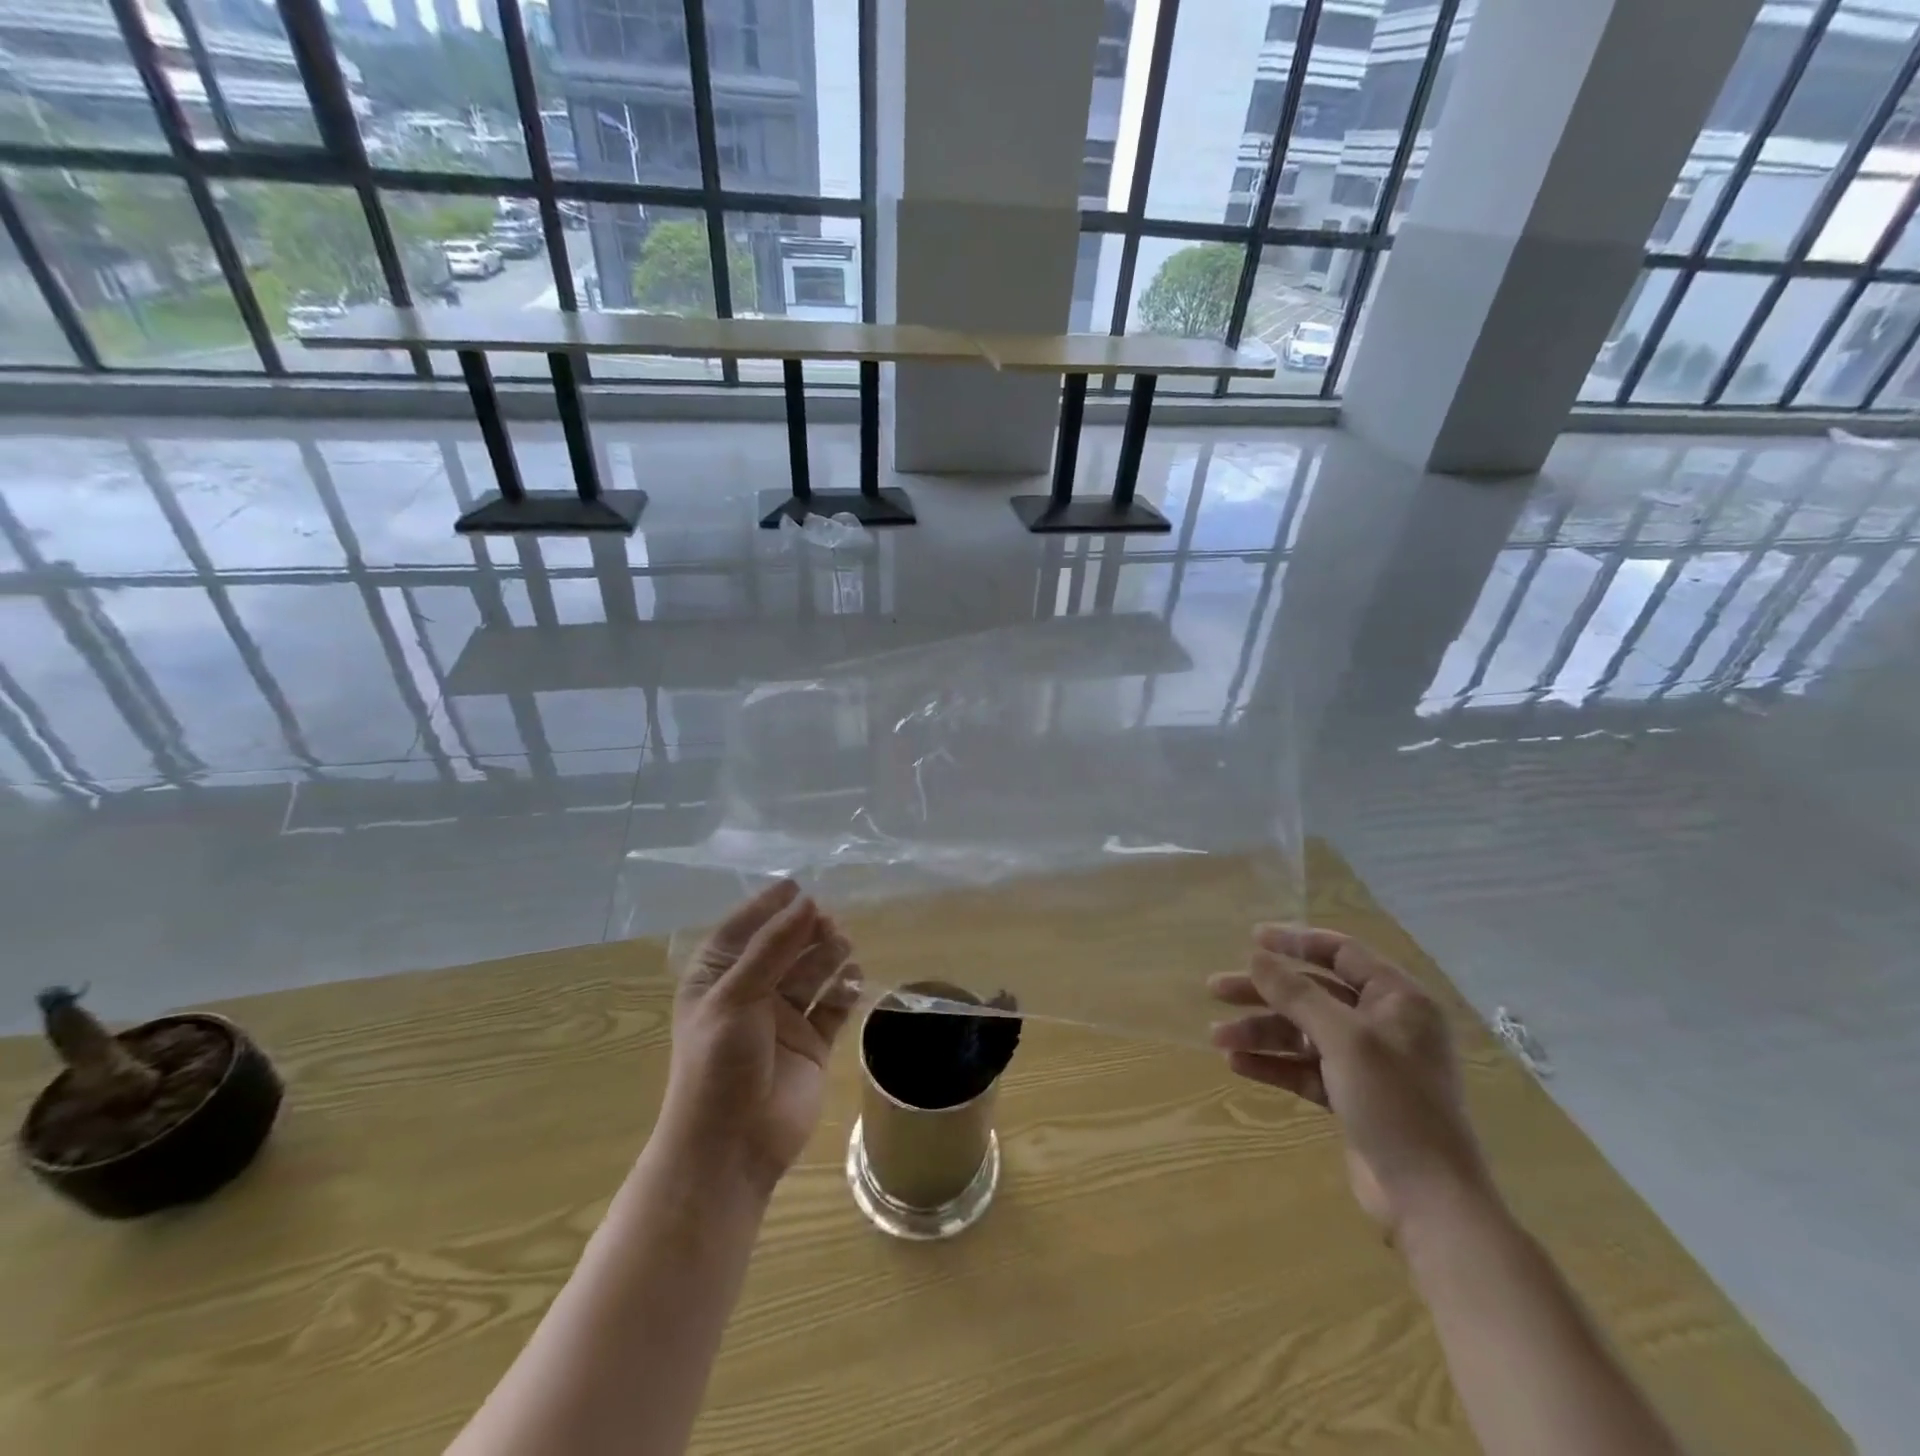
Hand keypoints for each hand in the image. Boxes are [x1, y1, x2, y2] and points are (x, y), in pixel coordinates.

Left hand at [662, 880, 860, 1196]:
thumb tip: (807, 902)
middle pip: (783, 948)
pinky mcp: (812, 1042)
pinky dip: (844, 989)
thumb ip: (773, 947)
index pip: (742, 929)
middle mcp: (750, 993)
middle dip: (805, 931)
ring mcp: (783, 1018)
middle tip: (828, 922)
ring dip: (827, 955)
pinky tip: (854, 978)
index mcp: (717, 979)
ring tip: (843, 945)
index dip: (768, 907)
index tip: (797, 885)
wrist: (732, 1147)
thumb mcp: (736, 996)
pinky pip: (832, 1005)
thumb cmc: (719, 1063)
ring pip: (811, 972)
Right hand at [1209, 925, 1493, 1240]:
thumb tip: (1256, 957)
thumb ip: (1297, 994)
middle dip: (1264, 992)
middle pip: (1313, 993)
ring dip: (1261, 1032)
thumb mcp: (1344, 1039)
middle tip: (1216, 989)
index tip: (1251, 939)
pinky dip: (1273, 1064)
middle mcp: (1384, 1024)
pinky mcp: (1351, 1096)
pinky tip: (1237, 1064)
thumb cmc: (1395, 1103)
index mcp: (1398, 1000)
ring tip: (1217, 1037)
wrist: (1428, 1199)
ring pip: (1303, 1032)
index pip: (1342, 953)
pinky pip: (1304, 1067)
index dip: (1295, 943)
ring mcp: (1367, 1063)